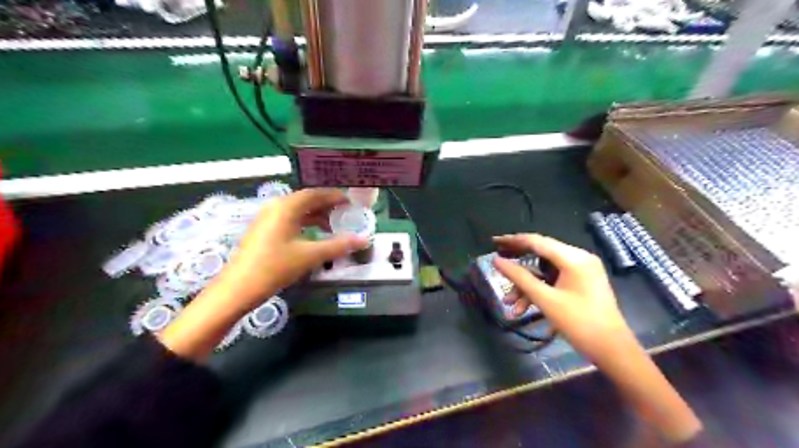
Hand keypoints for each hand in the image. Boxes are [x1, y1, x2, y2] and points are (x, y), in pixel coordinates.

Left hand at [162, 187, 368, 361]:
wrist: (238, 288)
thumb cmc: (275, 267)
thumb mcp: (310, 255)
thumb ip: (338, 245)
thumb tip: (364, 239)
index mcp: (286, 207)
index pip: (315, 194)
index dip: (335, 197)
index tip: (351, 203)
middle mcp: (276, 207)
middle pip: (306, 200)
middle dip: (327, 206)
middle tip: (346, 215)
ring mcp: (267, 219)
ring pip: (298, 211)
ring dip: (317, 216)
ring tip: (335, 226)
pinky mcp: (264, 231)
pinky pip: (290, 220)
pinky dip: (305, 224)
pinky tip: (315, 236)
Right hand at [495, 235, 699, 440]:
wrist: (613, 351)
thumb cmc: (580, 323)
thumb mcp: (545, 300)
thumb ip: (519, 277)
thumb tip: (496, 261)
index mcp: (574, 258)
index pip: (537, 241)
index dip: (512, 241)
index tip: (493, 242)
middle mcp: (578, 259)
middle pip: (540, 254)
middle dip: (518, 266)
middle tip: (497, 265)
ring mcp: (581, 271)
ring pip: (544, 271)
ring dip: (526, 286)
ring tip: (510, 304)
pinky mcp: (581, 283)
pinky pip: (553, 280)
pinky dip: (539, 291)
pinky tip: (524, 308)